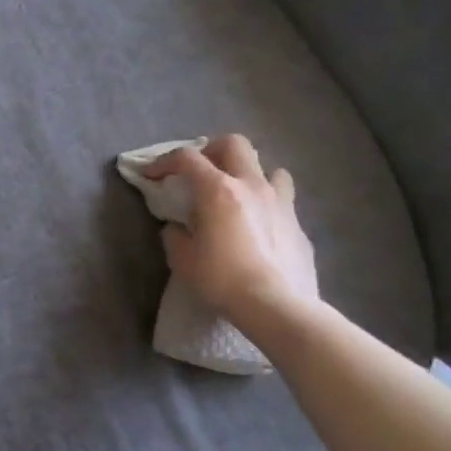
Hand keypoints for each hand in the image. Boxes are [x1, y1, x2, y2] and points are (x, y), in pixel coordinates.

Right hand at [142, 134, 318, 325]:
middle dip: (212, 151)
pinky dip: (267, 205)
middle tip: (200, 172)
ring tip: (238, 194)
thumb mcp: (182, 259)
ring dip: (250, 174)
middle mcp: (251, 186)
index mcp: (218, 189)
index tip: (151, 175)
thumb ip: (175, 235)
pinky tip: (259, 227)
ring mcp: (280, 203)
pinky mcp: (298, 225)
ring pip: (270, 168)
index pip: (186, 157)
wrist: (277, 306)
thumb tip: (178, 227)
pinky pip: (283, 202)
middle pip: (234, 144)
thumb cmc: (222, 279)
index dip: (164, 161)